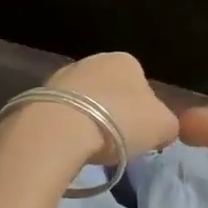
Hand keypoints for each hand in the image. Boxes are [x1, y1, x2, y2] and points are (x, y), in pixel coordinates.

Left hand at [46, 52, 178, 160]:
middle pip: (111, 90)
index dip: (144, 111)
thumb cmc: (119, 123)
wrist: (60, 130)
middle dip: (113, 113)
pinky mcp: (38, 95)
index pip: (142, 83)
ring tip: (90, 148)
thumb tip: (161, 128)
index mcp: (126, 60)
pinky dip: (67, 128)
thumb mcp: (164, 126)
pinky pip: (62, 113)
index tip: (140, 134)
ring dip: (89, 120)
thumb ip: (168, 123)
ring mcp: (63, 75)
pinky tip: (69, 145)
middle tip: (116, 143)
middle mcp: (93, 59)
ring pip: (84, 101)